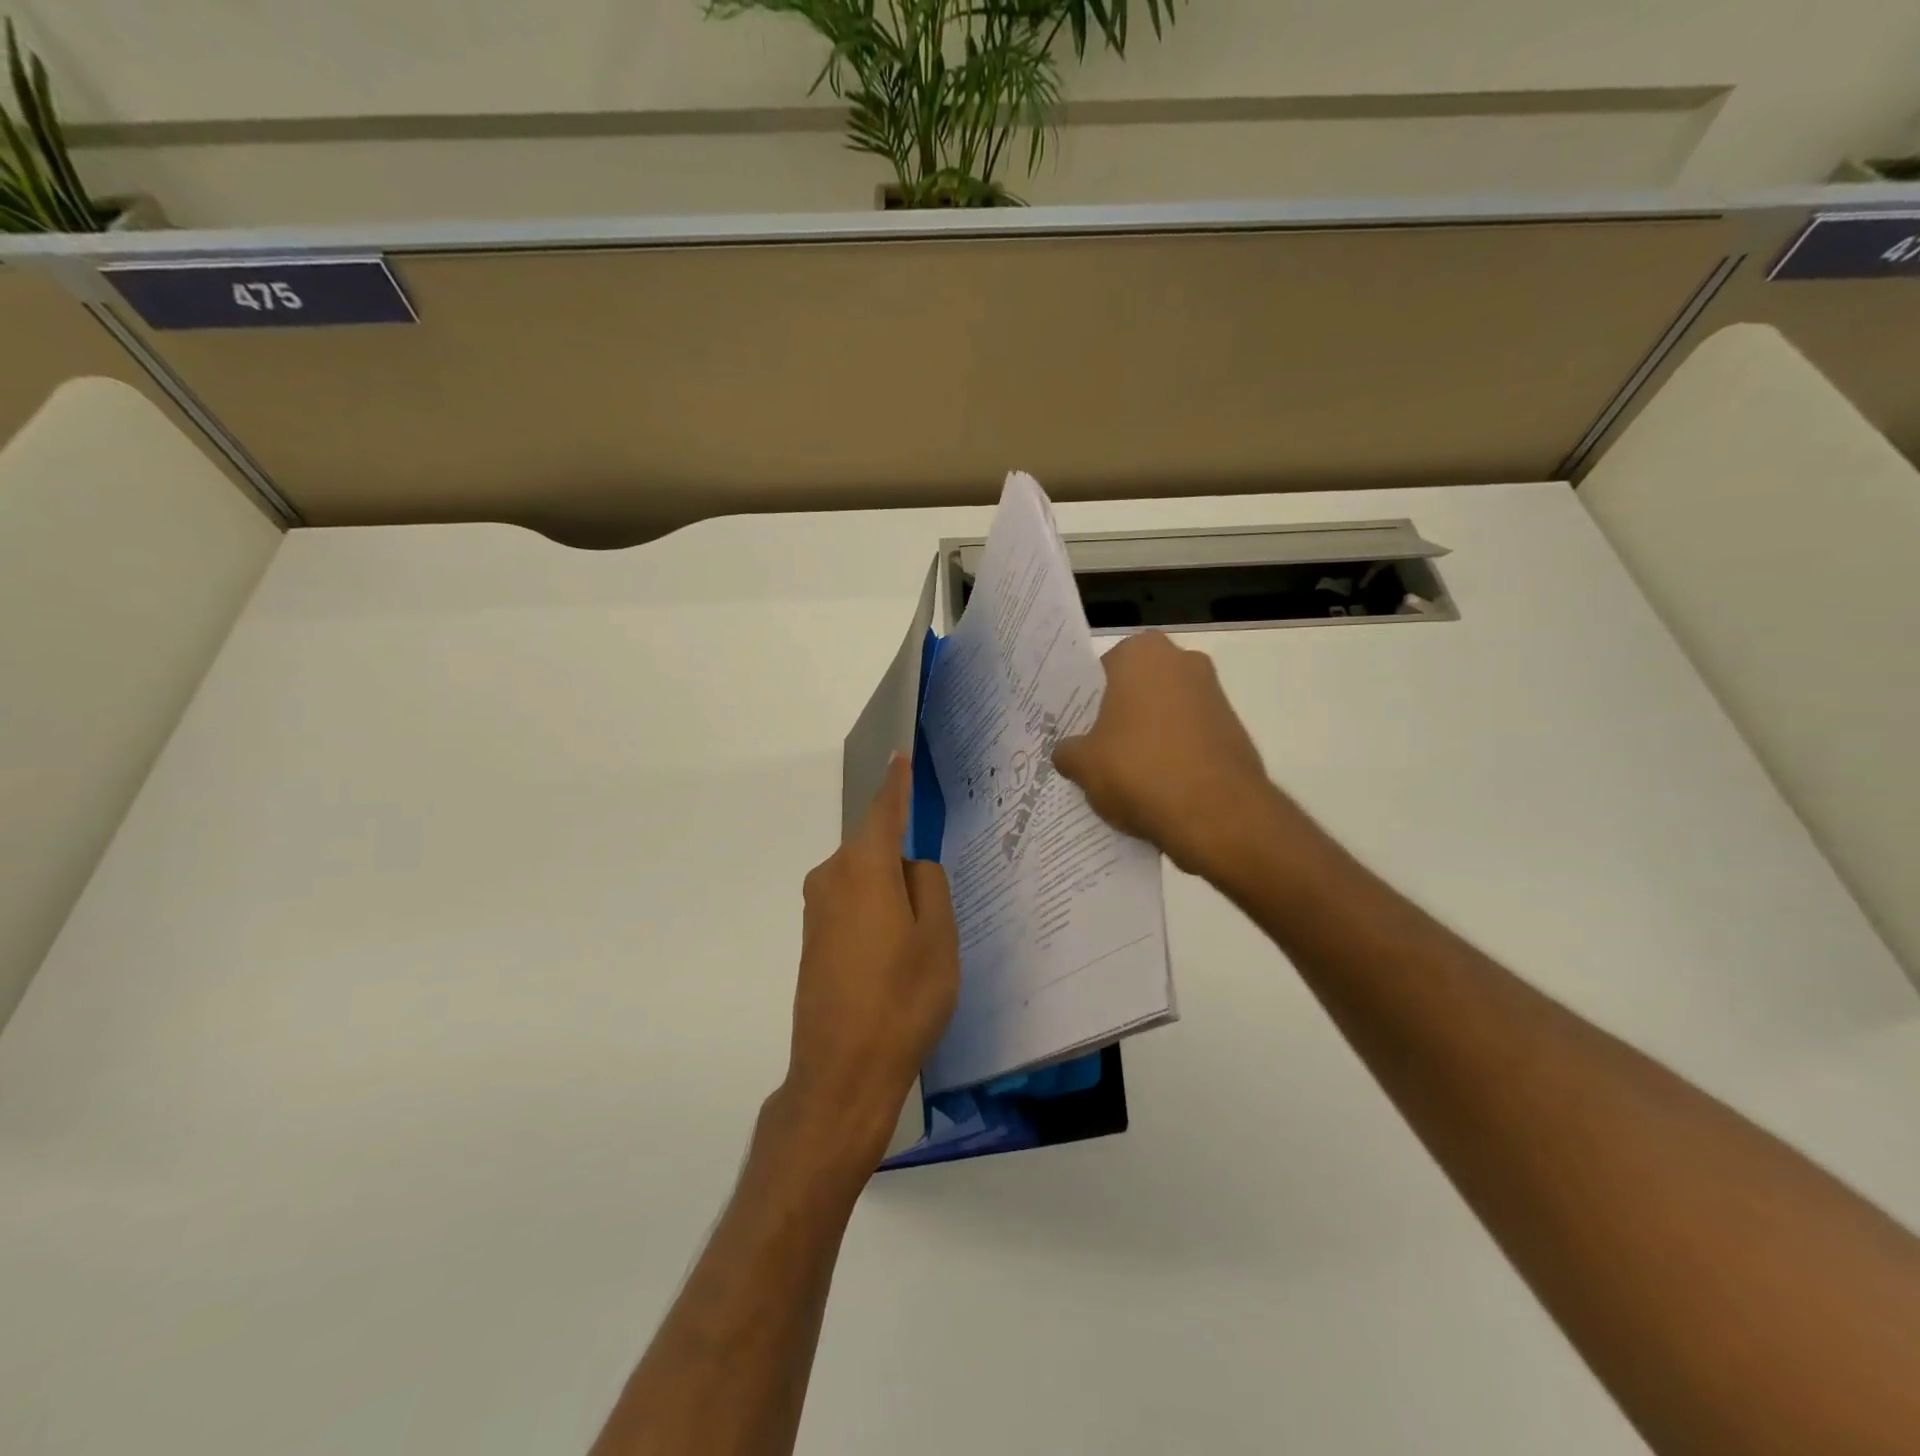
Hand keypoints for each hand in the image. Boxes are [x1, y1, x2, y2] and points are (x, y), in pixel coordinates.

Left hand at [778, 754, 958, 1171]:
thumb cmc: (902, 999)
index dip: (895, 785)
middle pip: (875, 850)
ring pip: (865, 881)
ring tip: (920, 943)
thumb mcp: (938, 938)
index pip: (883, 811)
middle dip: (905, 863)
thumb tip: (911, 867)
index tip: (898, 756)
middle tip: (937, 906)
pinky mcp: (813, 940)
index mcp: (863, 868)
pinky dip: (876, 915)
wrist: (841, 1072)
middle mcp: (831, 878)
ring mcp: (817, 911)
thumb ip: (929, 885)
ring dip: (892, 896)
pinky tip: (894, 957)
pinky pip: (852, 906)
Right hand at [1052, 631, 1279, 878]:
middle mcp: (1183, 661)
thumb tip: (1067, 753)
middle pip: (1137, 688)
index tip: (1075, 728)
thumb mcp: (1083, 764)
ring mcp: (1214, 695)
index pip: (1101, 670)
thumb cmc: (1138, 770)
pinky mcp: (1235, 730)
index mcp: (1141, 654)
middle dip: (1119, 715)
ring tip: (1125, 774)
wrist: (1216, 814)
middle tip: (1095, 749)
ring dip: (1149, 735)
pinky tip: (1157, 787)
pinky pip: (1191, 737)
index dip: (1086, 701)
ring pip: (1166, 712)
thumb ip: (1068, 751)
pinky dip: (1175, 755)